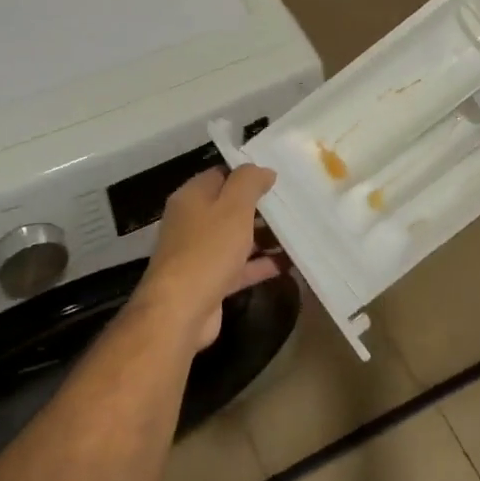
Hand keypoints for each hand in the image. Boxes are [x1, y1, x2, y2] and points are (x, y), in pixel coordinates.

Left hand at [135, 164, 279, 352]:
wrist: (181, 310)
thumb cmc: (208, 249)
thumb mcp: (233, 206)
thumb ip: (249, 182)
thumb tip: (263, 170)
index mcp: (192, 197)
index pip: (222, 175)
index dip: (248, 175)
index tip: (278, 178)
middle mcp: (192, 222)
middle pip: (230, 207)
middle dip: (260, 207)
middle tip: (293, 205)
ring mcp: (200, 253)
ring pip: (237, 238)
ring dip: (264, 237)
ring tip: (298, 233)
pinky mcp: (211, 281)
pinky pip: (240, 266)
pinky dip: (262, 264)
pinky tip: (290, 263)